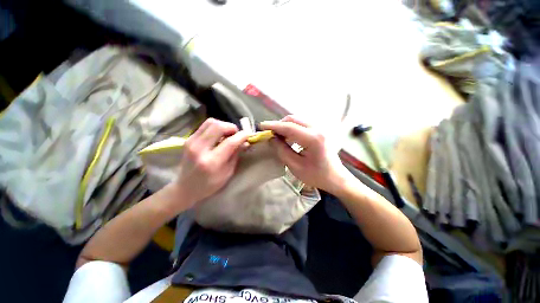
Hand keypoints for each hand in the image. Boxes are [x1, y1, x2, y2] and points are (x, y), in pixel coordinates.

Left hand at [173, 118, 250, 207]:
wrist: (185, 187)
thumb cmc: (210, 184)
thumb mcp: (227, 173)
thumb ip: (236, 155)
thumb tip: (245, 142)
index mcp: (212, 162)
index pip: (230, 142)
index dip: (242, 136)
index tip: (249, 134)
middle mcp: (200, 149)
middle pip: (218, 127)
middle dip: (232, 127)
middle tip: (237, 134)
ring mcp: (191, 142)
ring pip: (211, 122)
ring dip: (223, 125)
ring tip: (228, 134)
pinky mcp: (188, 139)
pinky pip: (205, 126)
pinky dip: (215, 127)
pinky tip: (219, 135)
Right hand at [260, 115, 352, 194]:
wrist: (335, 177)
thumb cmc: (316, 175)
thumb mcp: (295, 166)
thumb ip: (282, 150)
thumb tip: (272, 138)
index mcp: (313, 139)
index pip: (289, 127)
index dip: (273, 126)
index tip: (261, 126)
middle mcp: (317, 129)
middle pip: (293, 119)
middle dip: (279, 125)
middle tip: (270, 134)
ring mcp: (319, 128)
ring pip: (297, 120)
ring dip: (285, 126)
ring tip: (277, 136)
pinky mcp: (319, 131)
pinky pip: (301, 124)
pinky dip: (292, 128)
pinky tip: (288, 137)